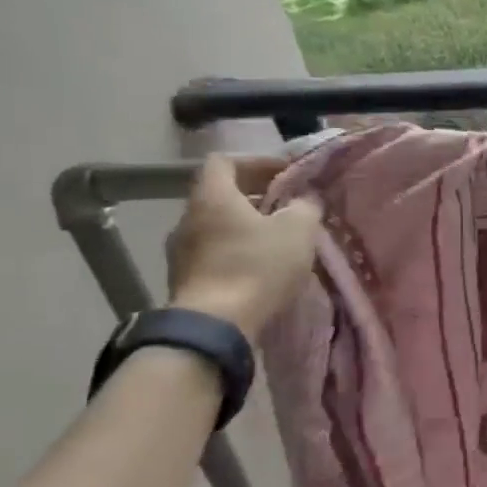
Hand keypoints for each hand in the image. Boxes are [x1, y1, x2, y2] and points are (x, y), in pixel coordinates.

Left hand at [165, 155, 320, 339]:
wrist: (216, 325)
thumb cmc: (258, 266)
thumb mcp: (298, 229)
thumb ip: (305, 206)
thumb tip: (305, 199)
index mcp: (212, 197)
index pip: (225, 161)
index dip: (257, 162)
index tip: (286, 174)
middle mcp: (188, 218)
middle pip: (221, 195)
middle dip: (257, 197)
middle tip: (290, 207)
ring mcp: (181, 251)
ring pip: (218, 226)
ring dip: (247, 226)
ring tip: (279, 240)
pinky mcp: (185, 279)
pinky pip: (214, 253)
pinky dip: (237, 251)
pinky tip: (262, 267)